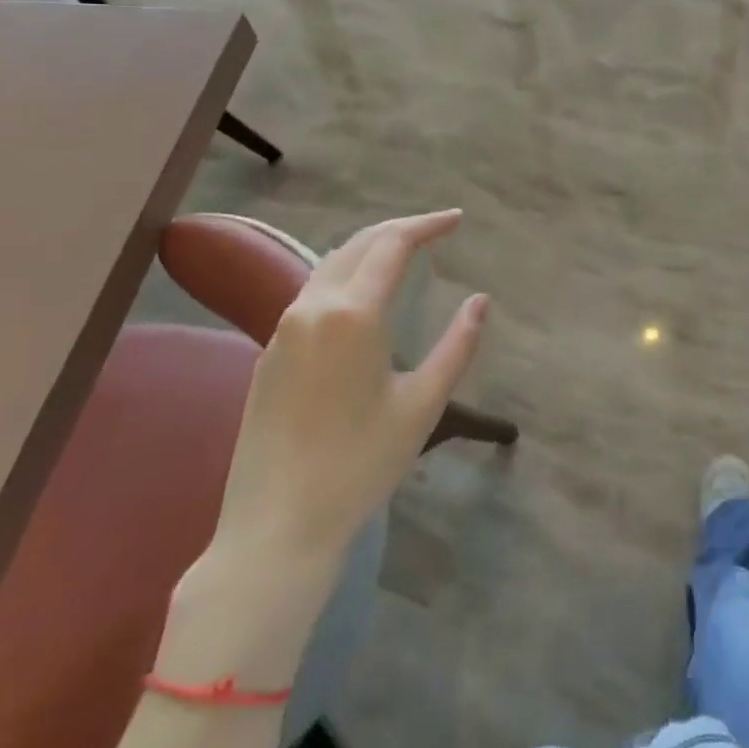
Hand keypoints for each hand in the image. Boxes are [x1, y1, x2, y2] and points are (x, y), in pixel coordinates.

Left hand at [209, 209, 486, 578]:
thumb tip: (480, 301)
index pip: (393, 243)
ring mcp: (283, 328)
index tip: (457, 219)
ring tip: (405, 251)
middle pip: (359, 243)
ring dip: (370, 248)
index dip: (428, 225)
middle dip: (400, 228)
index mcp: (353, 313)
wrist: (275, 527)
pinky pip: (312, 291)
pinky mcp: (268, 352)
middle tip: (436, 228)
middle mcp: (313, 307)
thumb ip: (458, 346)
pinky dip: (346, 274)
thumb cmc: (359, 465)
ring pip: (331, 263)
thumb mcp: (422, 405)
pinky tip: (363, 293)